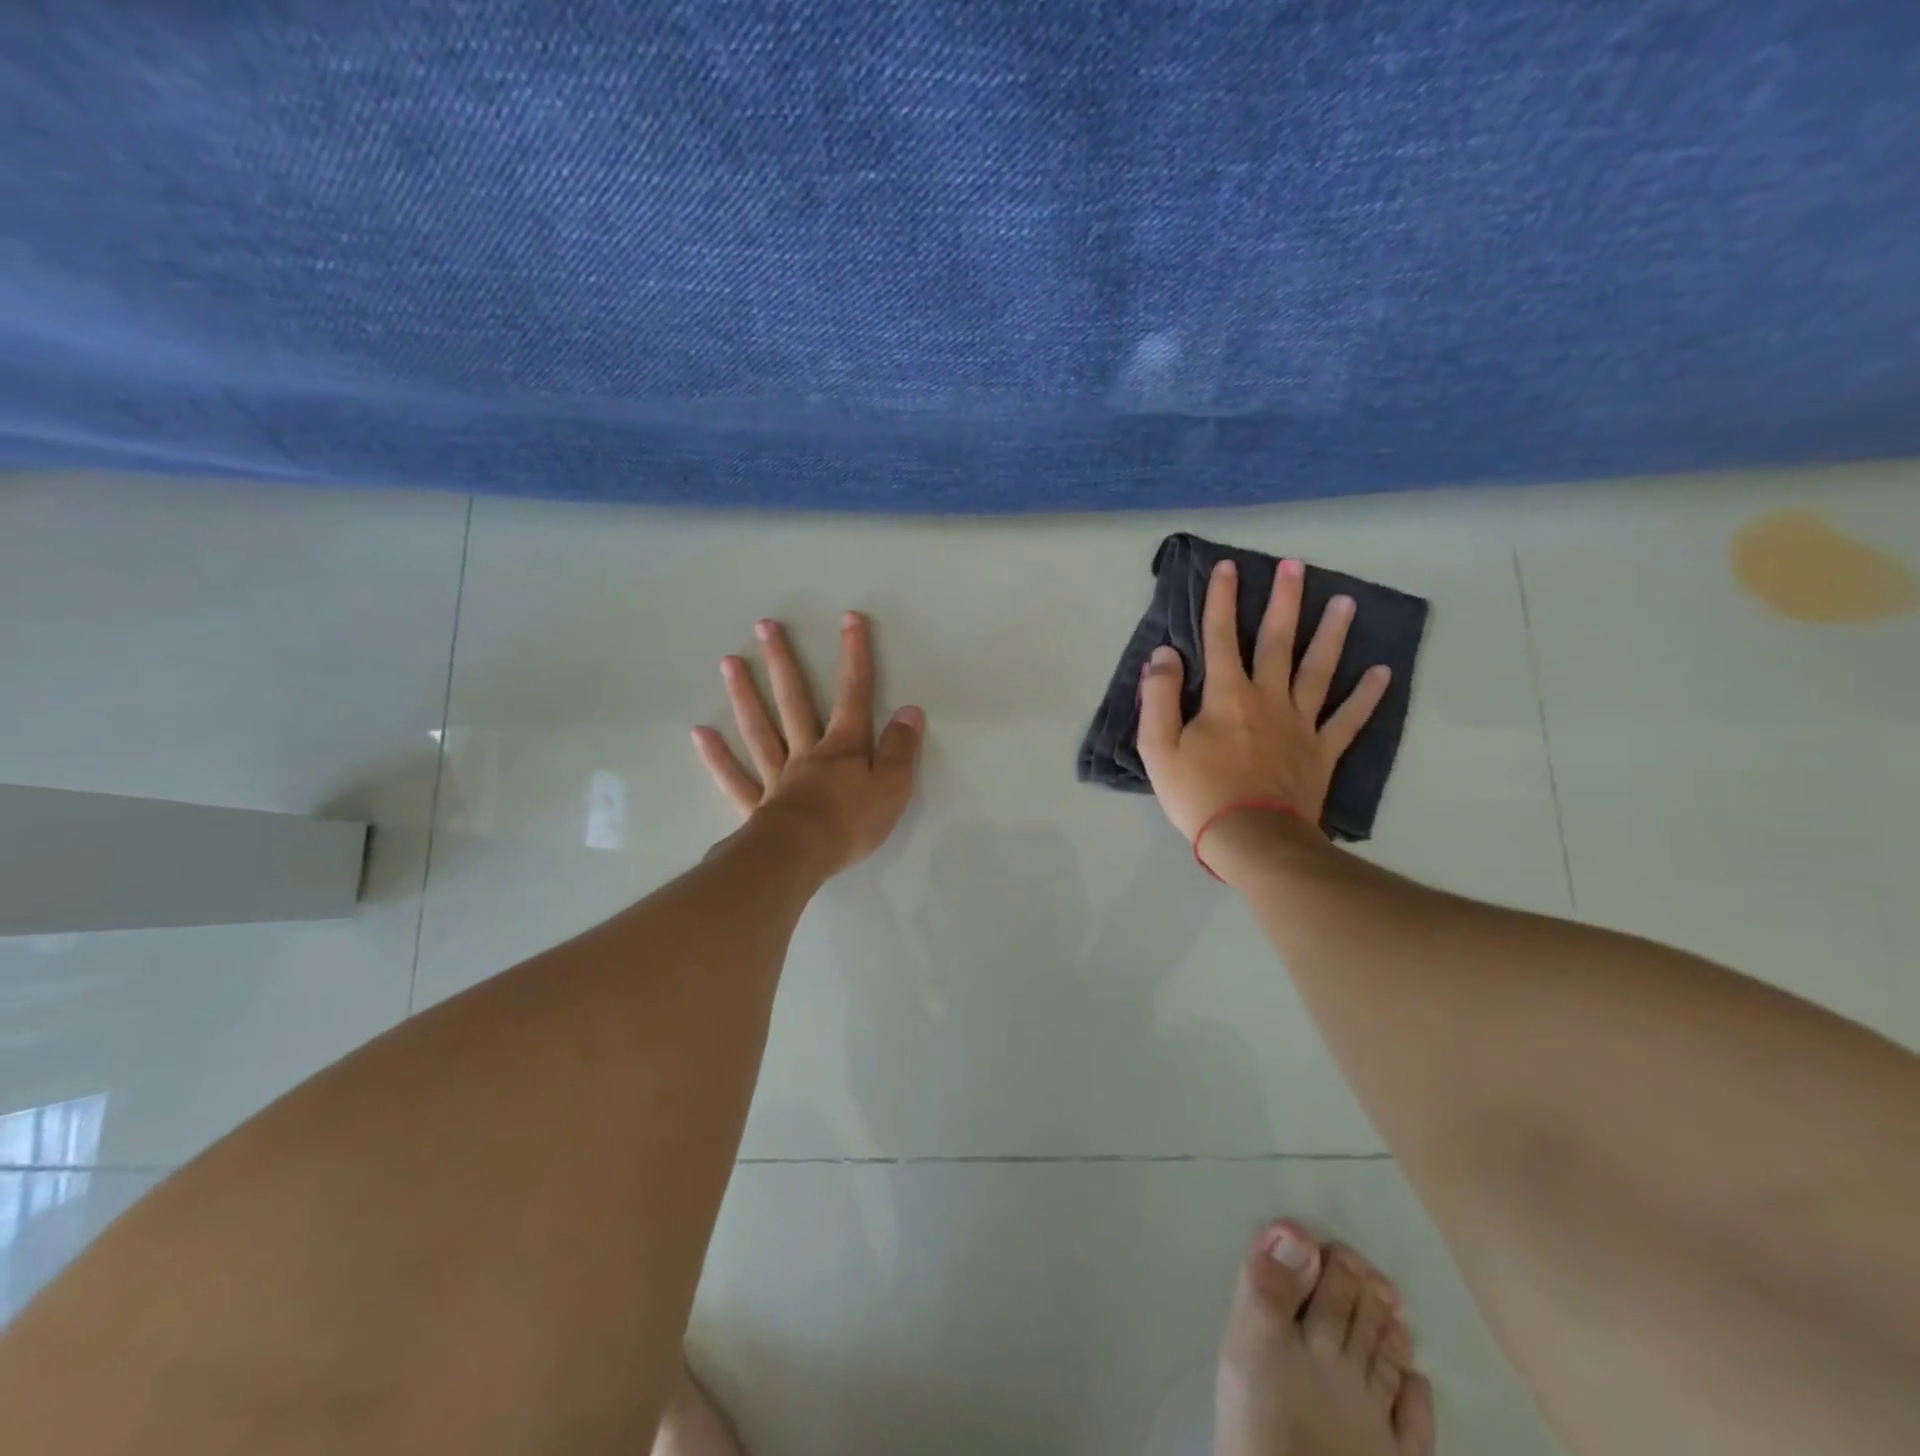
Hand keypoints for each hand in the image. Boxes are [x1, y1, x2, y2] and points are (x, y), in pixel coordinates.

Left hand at [692, 612, 924, 873]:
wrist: (802, 856)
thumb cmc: (852, 822)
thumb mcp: (893, 786)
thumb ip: (901, 748)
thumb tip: (910, 710)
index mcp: (843, 747)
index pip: (853, 693)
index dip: (855, 655)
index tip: (849, 619)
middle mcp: (807, 752)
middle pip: (794, 701)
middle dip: (783, 662)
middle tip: (764, 626)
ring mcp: (777, 776)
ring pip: (760, 729)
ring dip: (745, 695)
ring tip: (729, 661)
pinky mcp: (758, 806)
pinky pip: (735, 777)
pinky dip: (717, 757)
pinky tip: (700, 734)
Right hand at [1138, 558, 1390, 843]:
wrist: (1251, 839)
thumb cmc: (1198, 793)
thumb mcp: (1158, 747)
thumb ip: (1158, 697)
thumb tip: (1164, 654)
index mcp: (1226, 696)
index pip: (1221, 637)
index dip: (1223, 601)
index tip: (1229, 567)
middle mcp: (1268, 698)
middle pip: (1278, 642)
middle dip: (1285, 601)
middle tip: (1297, 566)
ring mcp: (1301, 724)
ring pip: (1319, 670)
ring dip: (1332, 635)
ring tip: (1347, 603)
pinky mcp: (1322, 751)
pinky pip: (1348, 719)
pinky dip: (1366, 696)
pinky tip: (1381, 672)